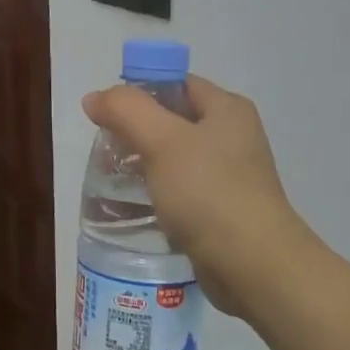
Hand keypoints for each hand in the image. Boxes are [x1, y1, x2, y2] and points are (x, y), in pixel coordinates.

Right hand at [81, 75, 319, 321]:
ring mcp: (228, 175)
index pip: (175, 83)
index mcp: (226, 109)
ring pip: (172, 157)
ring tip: (111, 180)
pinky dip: (155, 193)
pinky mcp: (219, 209)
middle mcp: (231, 136)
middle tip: (104, 151)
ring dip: (141, 164)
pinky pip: (179, 190)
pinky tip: (133, 207)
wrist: (254, 266)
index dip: (138, 92)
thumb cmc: (209, 193)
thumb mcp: (162, 141)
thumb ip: (126, 111)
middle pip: (171, 120)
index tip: (106, 115)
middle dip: (134, 132)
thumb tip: (95, 98)